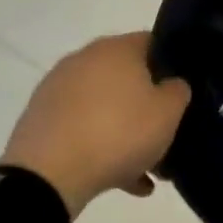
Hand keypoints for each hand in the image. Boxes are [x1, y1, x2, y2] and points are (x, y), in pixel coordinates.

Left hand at [0, 32, 190, 216]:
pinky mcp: (40, 119)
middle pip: (127, 78)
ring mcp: (57, 89)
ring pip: (105, 107)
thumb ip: (178, 91)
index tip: (183, 92)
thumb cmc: (119, 132)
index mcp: (116, 49)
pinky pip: (83, 128)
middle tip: (166, 132)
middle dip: (147, 105)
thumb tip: (172, 84)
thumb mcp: (169, 112)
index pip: (153, 42)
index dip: (173, 64)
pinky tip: (121, 179)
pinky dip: (101, 147)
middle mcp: (84, 59)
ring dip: (125, 131)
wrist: (48, 175)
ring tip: (145, 167)